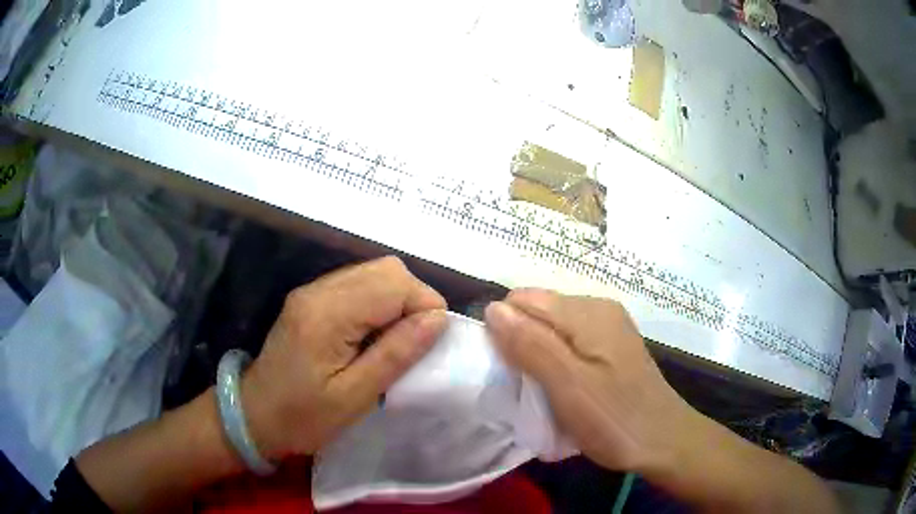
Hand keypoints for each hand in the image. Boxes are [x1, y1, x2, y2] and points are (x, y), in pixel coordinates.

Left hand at [241, 256, 447, 459]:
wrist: (255, 415)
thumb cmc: (303, 417)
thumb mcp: (354, 397)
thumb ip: (395, 354)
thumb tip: (438, 319)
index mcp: (327, 314)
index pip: (394, 283)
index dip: (425, 305)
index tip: (433, 342)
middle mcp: (319, 290)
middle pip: (386, 268)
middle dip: (414, 299)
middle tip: (418, 341)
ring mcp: (313, 291)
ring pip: (374, 272)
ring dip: (398, 300)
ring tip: (398, 340)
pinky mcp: (312, 299)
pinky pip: (359, 285)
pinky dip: (380, 303)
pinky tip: (376, 334)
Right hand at [485, 289, 694, 473]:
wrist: (664, 442)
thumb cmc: (615, 419)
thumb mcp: (568, 385)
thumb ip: (531, 345)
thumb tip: (494, 309)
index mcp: (587, 312)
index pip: (524, 301)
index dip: (506, 332)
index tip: (511, 373)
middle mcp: (598, 309)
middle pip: (539, 314)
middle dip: (522, 346)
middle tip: (529, 389)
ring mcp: (608, 329)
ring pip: (553, 331)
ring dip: (538, 359)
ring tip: (545, 395)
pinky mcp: (612, 348)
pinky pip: (570, 345)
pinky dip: (557, 365)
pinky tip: (565, 392)